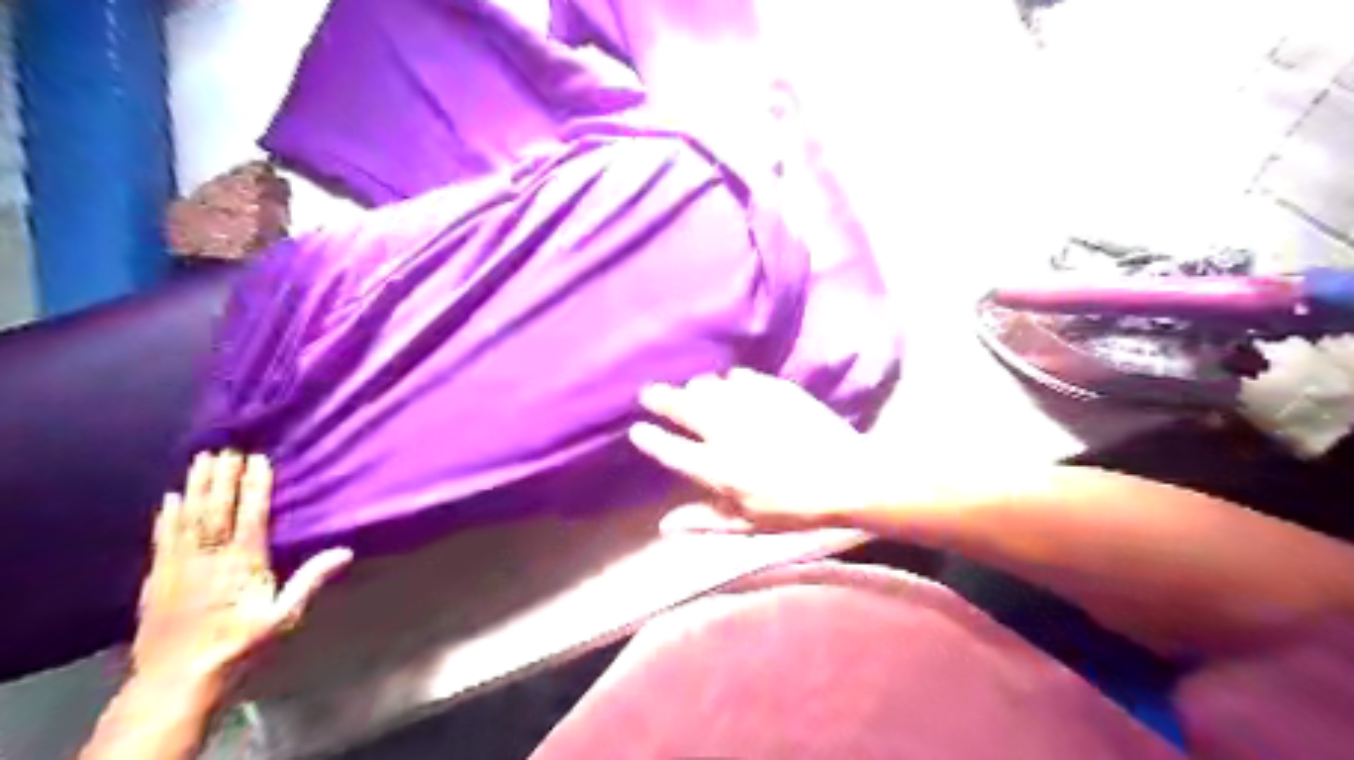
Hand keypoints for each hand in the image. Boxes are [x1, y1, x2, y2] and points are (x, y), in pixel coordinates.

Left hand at [129, 454, 351, 690]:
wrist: (177, 680)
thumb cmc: (241, 645)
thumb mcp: (284, 616)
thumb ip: (310, 581)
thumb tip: (345, 552)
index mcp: (243, 564)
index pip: (251, 516)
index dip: (254, 486)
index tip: (258, 459)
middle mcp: (209, 558)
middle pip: (216, 509)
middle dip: (222, 477)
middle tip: (226, 448)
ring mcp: (178, 567)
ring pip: (187, 518)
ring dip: (195, 487)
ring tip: (200, 460)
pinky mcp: (156, 579)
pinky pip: (163, 539)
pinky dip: (166, 517)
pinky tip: (169, 500)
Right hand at [631, 367, 883, 534]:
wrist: (849, 478)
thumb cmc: (797, 510)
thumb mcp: (748, 525)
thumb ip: (704, 521)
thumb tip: (663, 526)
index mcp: (718, 468)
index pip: (671, 450)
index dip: (650, 439)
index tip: (636, 429)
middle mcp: (727, 432)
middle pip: (683, 408)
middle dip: (661, 399)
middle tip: (649, 393)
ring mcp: (751, 407)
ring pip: (710, 388)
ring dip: (695, 389)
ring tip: (690, 389)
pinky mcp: (775, 392)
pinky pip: (742, 378)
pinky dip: (731, 381)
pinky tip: (731, 384)